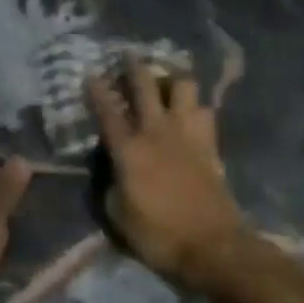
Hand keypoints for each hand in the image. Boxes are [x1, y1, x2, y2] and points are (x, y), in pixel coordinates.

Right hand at [87, 52, 244, 288]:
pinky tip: (191, 109)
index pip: (108, 111)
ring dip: (172, 79)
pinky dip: (195, 105)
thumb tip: (114, 168)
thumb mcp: (118, 215)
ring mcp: (187, 134)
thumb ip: (111, 183)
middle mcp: (157, 132)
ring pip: (184, 87)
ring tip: (166, 81)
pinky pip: (205, 110)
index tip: (91, 72)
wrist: (212, 246)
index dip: (97, 90)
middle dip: (134, 67)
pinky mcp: (210, 143)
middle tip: (128, 56)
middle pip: (146, 86)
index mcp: (129, 150)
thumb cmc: (157, 235)